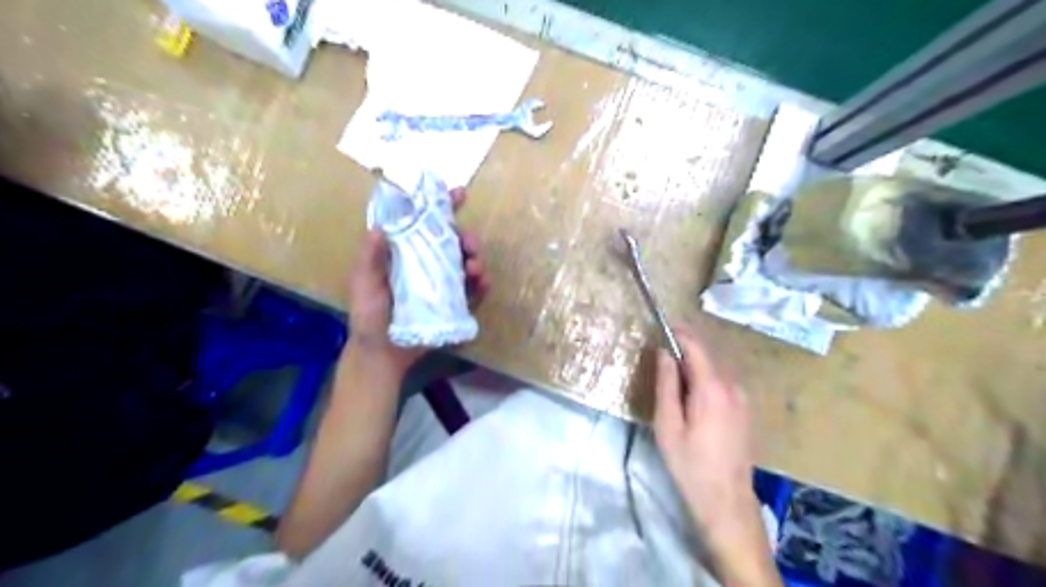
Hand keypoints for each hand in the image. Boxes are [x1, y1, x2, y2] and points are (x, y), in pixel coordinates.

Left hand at [346, 186, 488, 370]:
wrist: (382, 354)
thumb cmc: (369, 317)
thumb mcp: (364, 285)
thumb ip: (370, 259)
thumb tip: (380, 228)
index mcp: (405, 253)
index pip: (425, 224)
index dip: (442, 207)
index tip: (459, 194)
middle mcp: (427, 263)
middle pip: (453, 241)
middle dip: (467, 237)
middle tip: (470, 243)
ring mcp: (443, 284)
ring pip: (467, 262)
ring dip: (476, 259)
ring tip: (475, 267)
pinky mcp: (454, 304)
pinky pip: (473, 290)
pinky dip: (481, 284)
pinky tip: (483, 283)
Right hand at [652, 331, 765, 572]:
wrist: (727, 501)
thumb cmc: (690, 464)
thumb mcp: (668, 425)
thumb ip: (666, 384)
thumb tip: (663, 353)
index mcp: (712, 388)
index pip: (696, 346)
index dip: (678, 332)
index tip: (661, 325)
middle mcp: (733, 387)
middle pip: (708, 355)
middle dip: (685, 348)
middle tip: (660, 351)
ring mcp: (744, 398)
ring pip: (716, 368)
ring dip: (695, 364)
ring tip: (672, 374)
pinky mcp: (746, 410)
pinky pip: (723, 382)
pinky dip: (706, 378)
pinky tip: (692, 395)